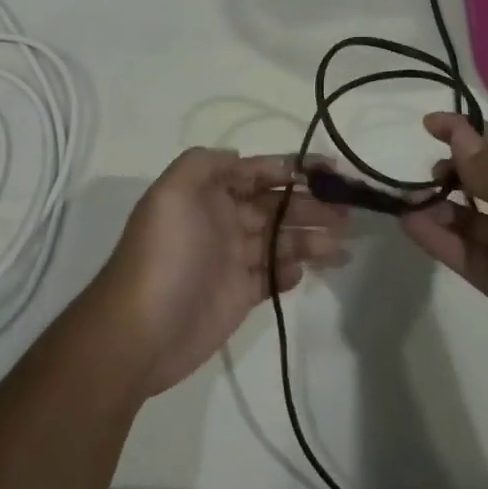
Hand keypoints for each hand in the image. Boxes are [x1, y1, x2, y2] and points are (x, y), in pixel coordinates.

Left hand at [90, 149, 349, 396]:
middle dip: (311, 204)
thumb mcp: (172, 193)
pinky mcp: (240, 295)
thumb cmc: (164, 256)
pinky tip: (301, 272)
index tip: (331, 170)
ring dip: (311, 238)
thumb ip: (204, 163)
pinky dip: (290, 271)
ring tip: (340, 245)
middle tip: (347, 211)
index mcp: (208, 194)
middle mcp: (223, 220)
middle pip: (277, 205)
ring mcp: (233, 259)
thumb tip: (240, 156)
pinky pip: (273, 276)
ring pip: (281, 240)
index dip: (293, 168)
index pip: (258, 172)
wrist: (141, 332)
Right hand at [400, 114, 487, 387]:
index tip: (428, 124)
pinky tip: (411, 223)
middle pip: (485, 181)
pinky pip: (463, 252)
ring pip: (469, 219)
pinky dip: (437, 238)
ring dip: (439, 205)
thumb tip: (458, 134)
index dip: (468, 132)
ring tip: (407, 197)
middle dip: (454, 170)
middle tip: (430, 173)